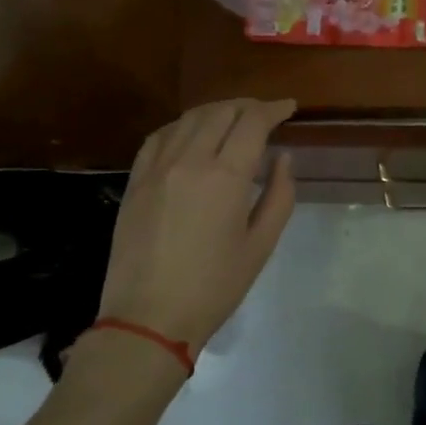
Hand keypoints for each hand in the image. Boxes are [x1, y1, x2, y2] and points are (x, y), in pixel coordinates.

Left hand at [95, 98, 297, 354]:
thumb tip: (283, 158)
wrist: (148, 318)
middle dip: (248, 106)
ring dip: (216, 111)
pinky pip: (159, 137)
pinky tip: (192, 133)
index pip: (253, 122)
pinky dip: (182, 126)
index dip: (274, 109)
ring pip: (188, 118)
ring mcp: (156, 168)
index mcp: (225, 177)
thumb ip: (279, 195)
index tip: (290, 108)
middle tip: (266, 113)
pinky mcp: (135, 181)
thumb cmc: (214, 287)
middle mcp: (189, 161)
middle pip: (220, 112)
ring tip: (234, 118)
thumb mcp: (261, 244)